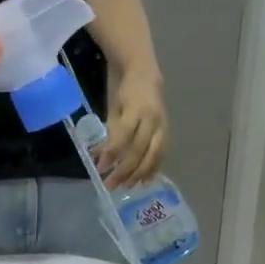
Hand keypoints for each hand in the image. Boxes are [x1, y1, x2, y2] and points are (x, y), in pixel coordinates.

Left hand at [100, 65, 167, 187]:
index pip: (123, 135)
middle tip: (111, 185)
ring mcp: (162, 127)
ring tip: (128, 187)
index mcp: (136, 110)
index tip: (101, 168)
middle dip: (125, 169)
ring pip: (153, 155)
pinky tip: (144, 181)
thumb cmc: (125, 94)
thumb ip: (109, 133)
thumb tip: (97, 157)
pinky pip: (161, 155)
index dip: (112, 152)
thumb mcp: (113, 109)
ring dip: (140, 173)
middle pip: (140, 149)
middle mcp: (152, 119)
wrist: (147, 77)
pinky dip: (153, 169)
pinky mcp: (167, 133)